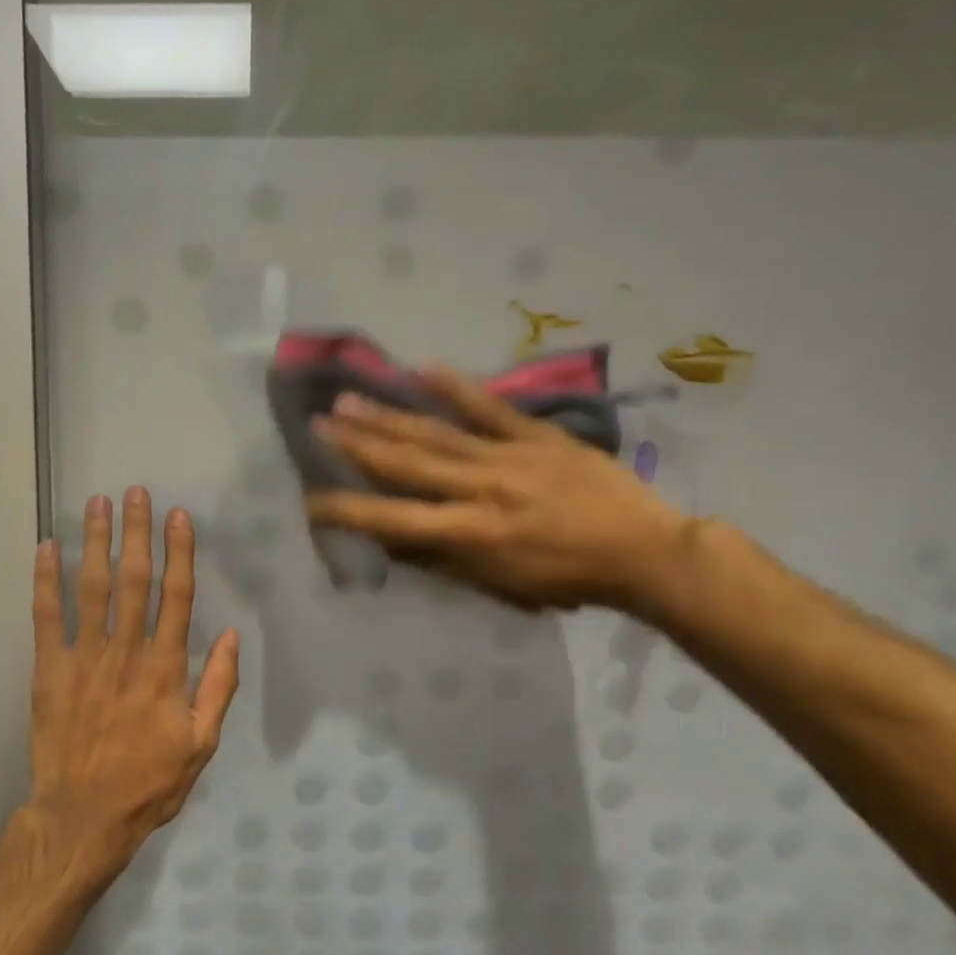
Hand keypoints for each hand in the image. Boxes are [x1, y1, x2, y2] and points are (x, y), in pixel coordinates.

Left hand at [29, 488, 240, 869]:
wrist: (83, 817)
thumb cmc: (149, 782)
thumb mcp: (201, 744)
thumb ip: (218, 688)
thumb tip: (233, 635)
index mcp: (165, 669)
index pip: (176, 597)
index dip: (179, 553)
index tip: (178, 517)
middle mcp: (126, 652)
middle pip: (133, 580)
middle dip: (136, 533)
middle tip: (135, 492)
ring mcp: (84, 658)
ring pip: (92, 588)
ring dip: (94, 542)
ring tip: (97, 504)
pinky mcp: (49, 670)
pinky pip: (46, 618)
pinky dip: (45, 581)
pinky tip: (45, 548)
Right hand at [304, 367, 689, 613]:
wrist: (644, 551)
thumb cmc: (566, 579)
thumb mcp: (499, 586)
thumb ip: (442, 561)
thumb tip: (392, 539)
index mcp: (471, 534)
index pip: (394, 521)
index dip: (349, 511)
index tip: (311, 501)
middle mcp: (481, 490)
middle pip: (407, 464)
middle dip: (357, 445)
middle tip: (318, 424)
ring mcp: (509, 456)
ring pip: (437, 433)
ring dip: (388, 416)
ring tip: (348, 398)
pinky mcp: (537, 435)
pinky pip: (490, 408)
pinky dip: (455, 388)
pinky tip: (421, 368)